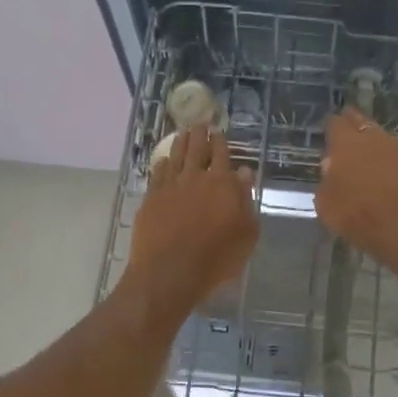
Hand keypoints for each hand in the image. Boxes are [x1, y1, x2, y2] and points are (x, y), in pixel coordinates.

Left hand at [126, 125, 259, 316]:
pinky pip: (157, 174)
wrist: (170, 272)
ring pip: (176, 157)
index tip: (218, 131)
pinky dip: (162, 164)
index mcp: (222, 184)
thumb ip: (245, 200)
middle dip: (199, 135)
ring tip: (182, 133)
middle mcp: (195, 178)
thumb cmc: (216, 258)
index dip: (220, 142)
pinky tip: (163, 161)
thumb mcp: (246, 233)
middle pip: (197, 149)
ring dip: (180, 143)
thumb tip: (244, 173)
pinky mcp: (151, 199)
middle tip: (199, 124)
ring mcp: (170, 186)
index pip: (222, 155)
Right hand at [316, 108, 397, 268]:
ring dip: (372, 144)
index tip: (327, 134)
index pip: (335, 122)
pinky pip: (395, 157)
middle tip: (345, 137)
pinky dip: (388, 162)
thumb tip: (332, 170)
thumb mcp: (325, 204)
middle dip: (352, 125)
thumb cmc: (358, 216)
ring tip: (365, 158)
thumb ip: (326, 181)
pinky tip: (384, 175)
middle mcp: (373, 138)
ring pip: (380, 138)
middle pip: (360, 122)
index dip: (330, 127)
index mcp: (346, 143)